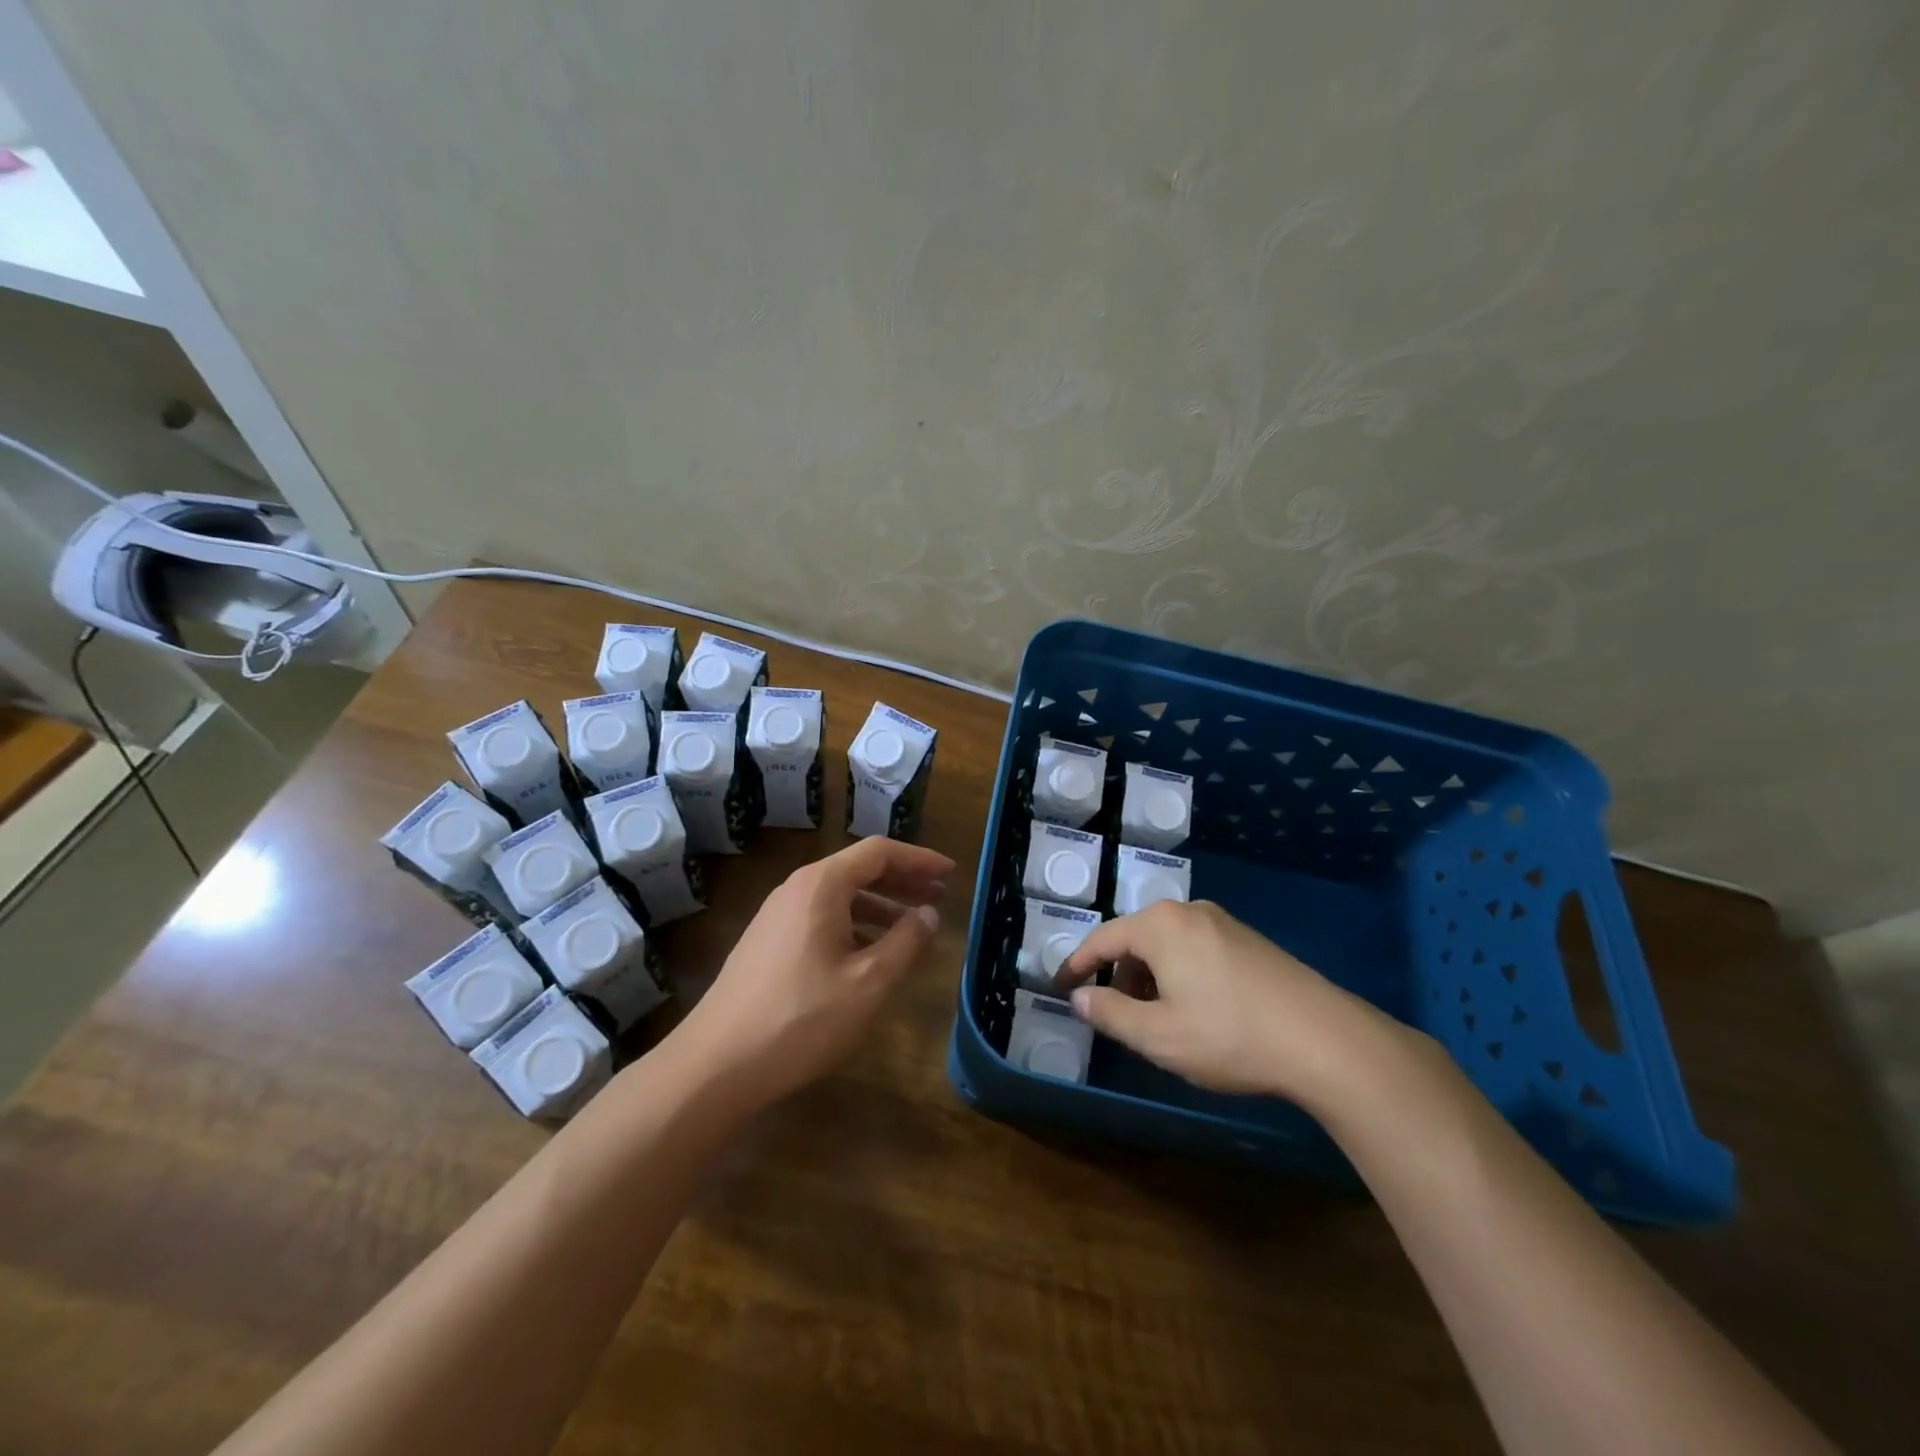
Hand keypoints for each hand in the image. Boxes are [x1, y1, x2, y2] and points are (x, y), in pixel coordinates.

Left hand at [675, 837, 954, 1108]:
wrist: (715, 1064)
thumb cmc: (800, 1018)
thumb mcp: (867, 982)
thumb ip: (905, 943)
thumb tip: (929, 915)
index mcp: (821, 885)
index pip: (879, 852)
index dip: (919, 860)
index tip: (950, 874)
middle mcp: (797, 889)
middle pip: (859, 869)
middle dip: (902, 881)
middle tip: (939, 897)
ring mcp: (778, 915)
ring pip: (840, 896)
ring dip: (880, 905)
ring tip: (913, 927)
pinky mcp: (768, 942)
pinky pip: (822, 918)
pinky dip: (855, 924)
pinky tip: (870, 953)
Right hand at [1054, 899, 1394, 1103]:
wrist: (1325, 1039)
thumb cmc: (1229, 1035)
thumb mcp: (1158, 1035)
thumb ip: (1109, 1013)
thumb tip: (1080, 996)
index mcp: (1159, 926)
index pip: (1101, 939)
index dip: (1076, 965)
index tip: (1059, 987)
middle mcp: (1188, 911)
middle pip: (1135, 939)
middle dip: (1118, 975)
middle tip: (1114, 1013)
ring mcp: (1223, 922)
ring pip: (1167, 944)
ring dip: (1150, 977)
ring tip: (1156, 1018)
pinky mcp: (1249, 939)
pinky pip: (1195, 948)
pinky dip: (1179, 973)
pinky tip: (1195, 1009)